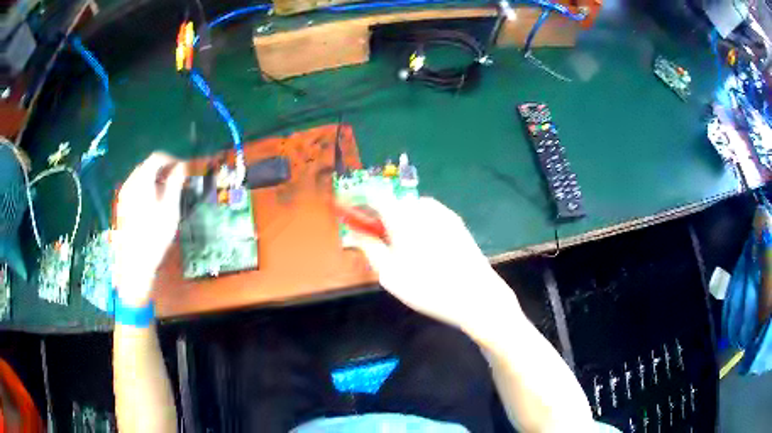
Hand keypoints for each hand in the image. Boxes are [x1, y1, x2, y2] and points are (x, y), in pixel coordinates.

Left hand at [113, 153, 186, 306]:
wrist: (135, 263)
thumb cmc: (154, 236)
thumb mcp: (170, 209)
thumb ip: (175, 184)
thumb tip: (181, 166)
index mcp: (141, 181)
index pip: (156, 158)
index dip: (171, 159)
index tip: (182, 170)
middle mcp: (129, 183)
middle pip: (146, 166)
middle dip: (162, 169)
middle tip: (176, 182)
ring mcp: (123, 196)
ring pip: (140, 177)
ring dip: (154, 179)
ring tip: (166, 193)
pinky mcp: (122, 207)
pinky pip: (134, 188)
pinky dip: (146, 188)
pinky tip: (153, 204)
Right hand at [350, 196, 522, 339]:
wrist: (477, 296)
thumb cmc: (428, 289)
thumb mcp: (390, 275)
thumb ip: (370, 249)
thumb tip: (356, 234)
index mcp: (403, 217)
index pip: (375, 195)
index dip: (361, 200)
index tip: (353, 213)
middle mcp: (423, 208)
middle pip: (394, 202)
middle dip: (382, 216)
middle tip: (380, 241)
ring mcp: (443, 214)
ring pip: (413, 209)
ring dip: (402, 220)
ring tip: (404, 249)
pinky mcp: (457, 222)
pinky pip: (429, 215)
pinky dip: (420, 223)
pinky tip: (425, 248)